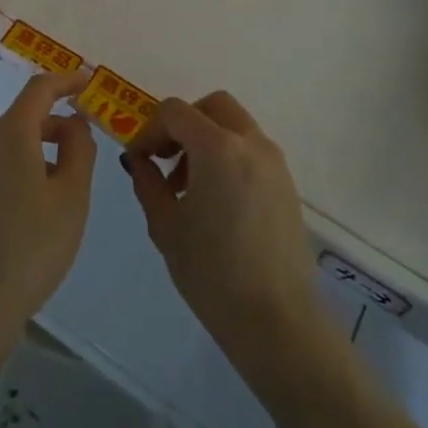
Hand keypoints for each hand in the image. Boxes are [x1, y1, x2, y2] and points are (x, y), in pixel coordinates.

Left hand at [0, 72, 95, 360]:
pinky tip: (34, 209)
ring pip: (9, 145)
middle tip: (86, 148)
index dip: (65, 81)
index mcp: (9, 135)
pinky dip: (20, 170)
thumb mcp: (72, 199)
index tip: (88, 82)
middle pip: (23, 117)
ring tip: (65, 187)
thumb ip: (79, 150)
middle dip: (56, 124)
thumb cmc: (30, 250)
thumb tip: (74, 123)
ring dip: (39, 150)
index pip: (39, 89)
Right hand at [124, 92, 322, 371]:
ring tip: (190, 186)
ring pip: (235, 125)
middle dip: (184, 123)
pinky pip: (252, 150)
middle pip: (212, 106)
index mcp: (218, 147)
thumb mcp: (166, 227)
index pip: (175, 111)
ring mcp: (274, 162)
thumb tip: (139, 159)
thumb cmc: (213, 274)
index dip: (150, 129)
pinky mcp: (287, 184)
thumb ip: (148, 183)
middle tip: (167, 159)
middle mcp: (251, 143)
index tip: (140, 159)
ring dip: (208, 138)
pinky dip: (229, 155)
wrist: (278, 322)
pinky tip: (217, 201)